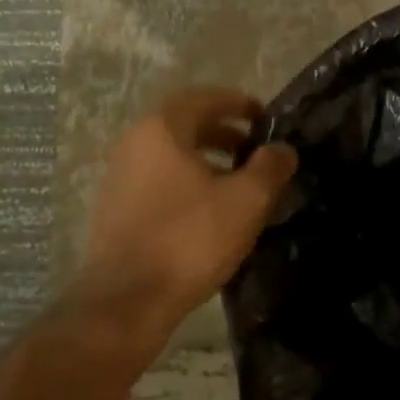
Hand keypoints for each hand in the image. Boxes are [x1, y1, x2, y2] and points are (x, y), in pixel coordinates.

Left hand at [76, 88, 297, 327]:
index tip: (264, 117)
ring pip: (172, 156)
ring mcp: (119, 178)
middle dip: (224, 132)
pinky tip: (211, 211)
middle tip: (256, 149)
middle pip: (185, 126)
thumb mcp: (247, 200)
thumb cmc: (191, 239)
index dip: (238, 104)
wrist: (128, 300)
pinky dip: (189, 182)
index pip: (204, 99)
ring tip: (239, 182)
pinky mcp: (117, 210)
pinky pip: (160, 181)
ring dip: (207, 159)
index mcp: (162, 131)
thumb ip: (270, 167)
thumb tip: (282, 149)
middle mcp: (134, 145)